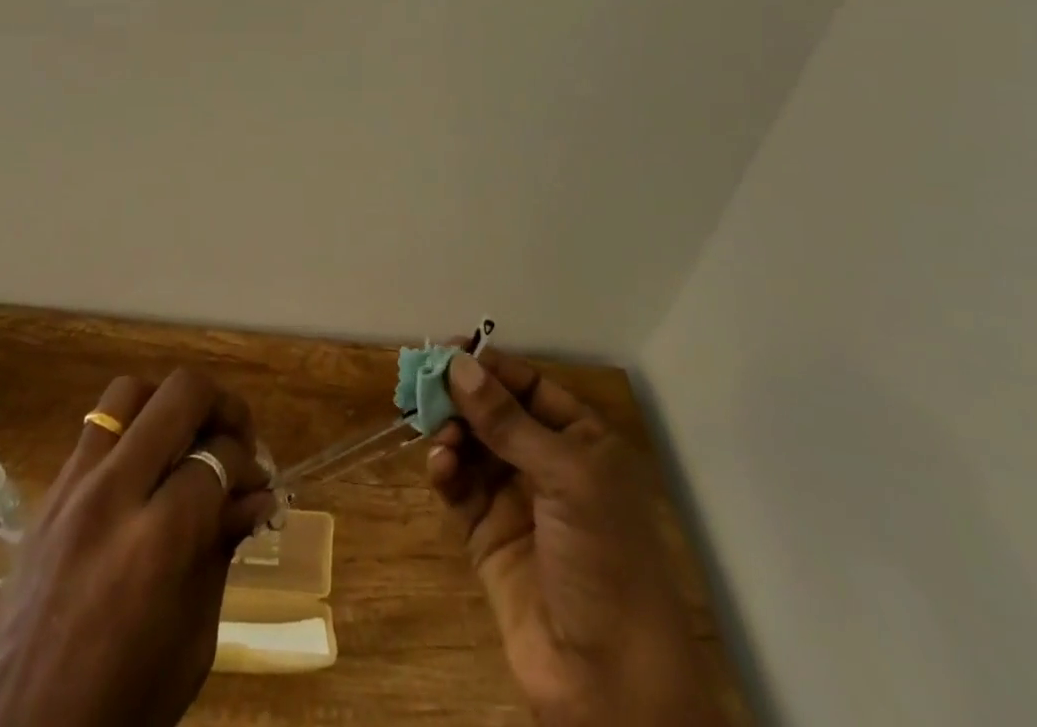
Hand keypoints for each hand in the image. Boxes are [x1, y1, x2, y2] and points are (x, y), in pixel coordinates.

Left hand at [0, 369, 274, 726]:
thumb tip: (258, 496)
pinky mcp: (45, 499)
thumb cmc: (120, 712)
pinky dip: (130, 432)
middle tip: (235, 437)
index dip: (248, 465)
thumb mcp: (192, 642)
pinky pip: (95, 431)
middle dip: (221, 406)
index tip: (258, 485)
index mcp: (155, 542)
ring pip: (128, 392)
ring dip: (168, 404)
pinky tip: (143, 472)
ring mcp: (70, 490)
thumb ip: (222, 550)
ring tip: (186, 439)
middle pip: (178, 395)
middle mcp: (111, 495)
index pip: (217, 457)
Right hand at [428, 351, 725, 726]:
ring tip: (440, 439)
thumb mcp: (566, 478)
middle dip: (462, 398)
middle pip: (494, 412)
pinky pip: (459, 488)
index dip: (490, 367)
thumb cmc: (604, 560)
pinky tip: (439, 467)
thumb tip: (458, 364)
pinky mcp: (487, 536)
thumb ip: (508, 421)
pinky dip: (445, 471)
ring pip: (472, 446)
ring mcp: (516, 500)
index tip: (448, 351)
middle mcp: (548, 463)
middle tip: (426, 388)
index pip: (529, 385)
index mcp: (580, 441)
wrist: (610, 684)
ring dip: (451, 433)